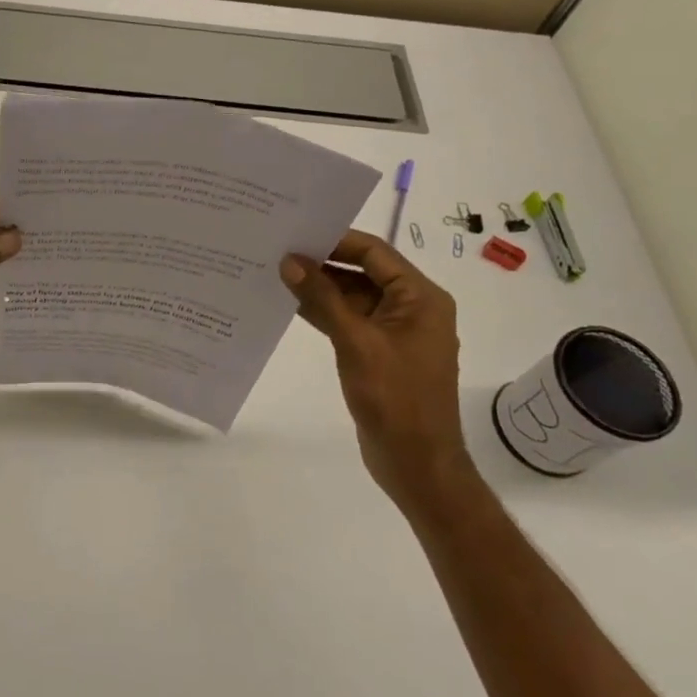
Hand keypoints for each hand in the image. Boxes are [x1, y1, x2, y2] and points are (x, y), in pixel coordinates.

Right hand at [281, 229, 474, 511]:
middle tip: (278, 250)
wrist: (416, 463)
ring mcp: (395, 332)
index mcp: (420, 298)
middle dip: (323, 264)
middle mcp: (411, 308)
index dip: (336, 241)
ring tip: (276, 274)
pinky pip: (349, 321)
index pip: (375, 252)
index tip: (295, 234)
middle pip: (363, 272)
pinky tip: (291, 305)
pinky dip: (324, 313)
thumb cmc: (394, 398)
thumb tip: (290, 261)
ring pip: (353, 297)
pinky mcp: (379, 353)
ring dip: (320, 289)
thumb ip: (323, 299)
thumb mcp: (356, 342)